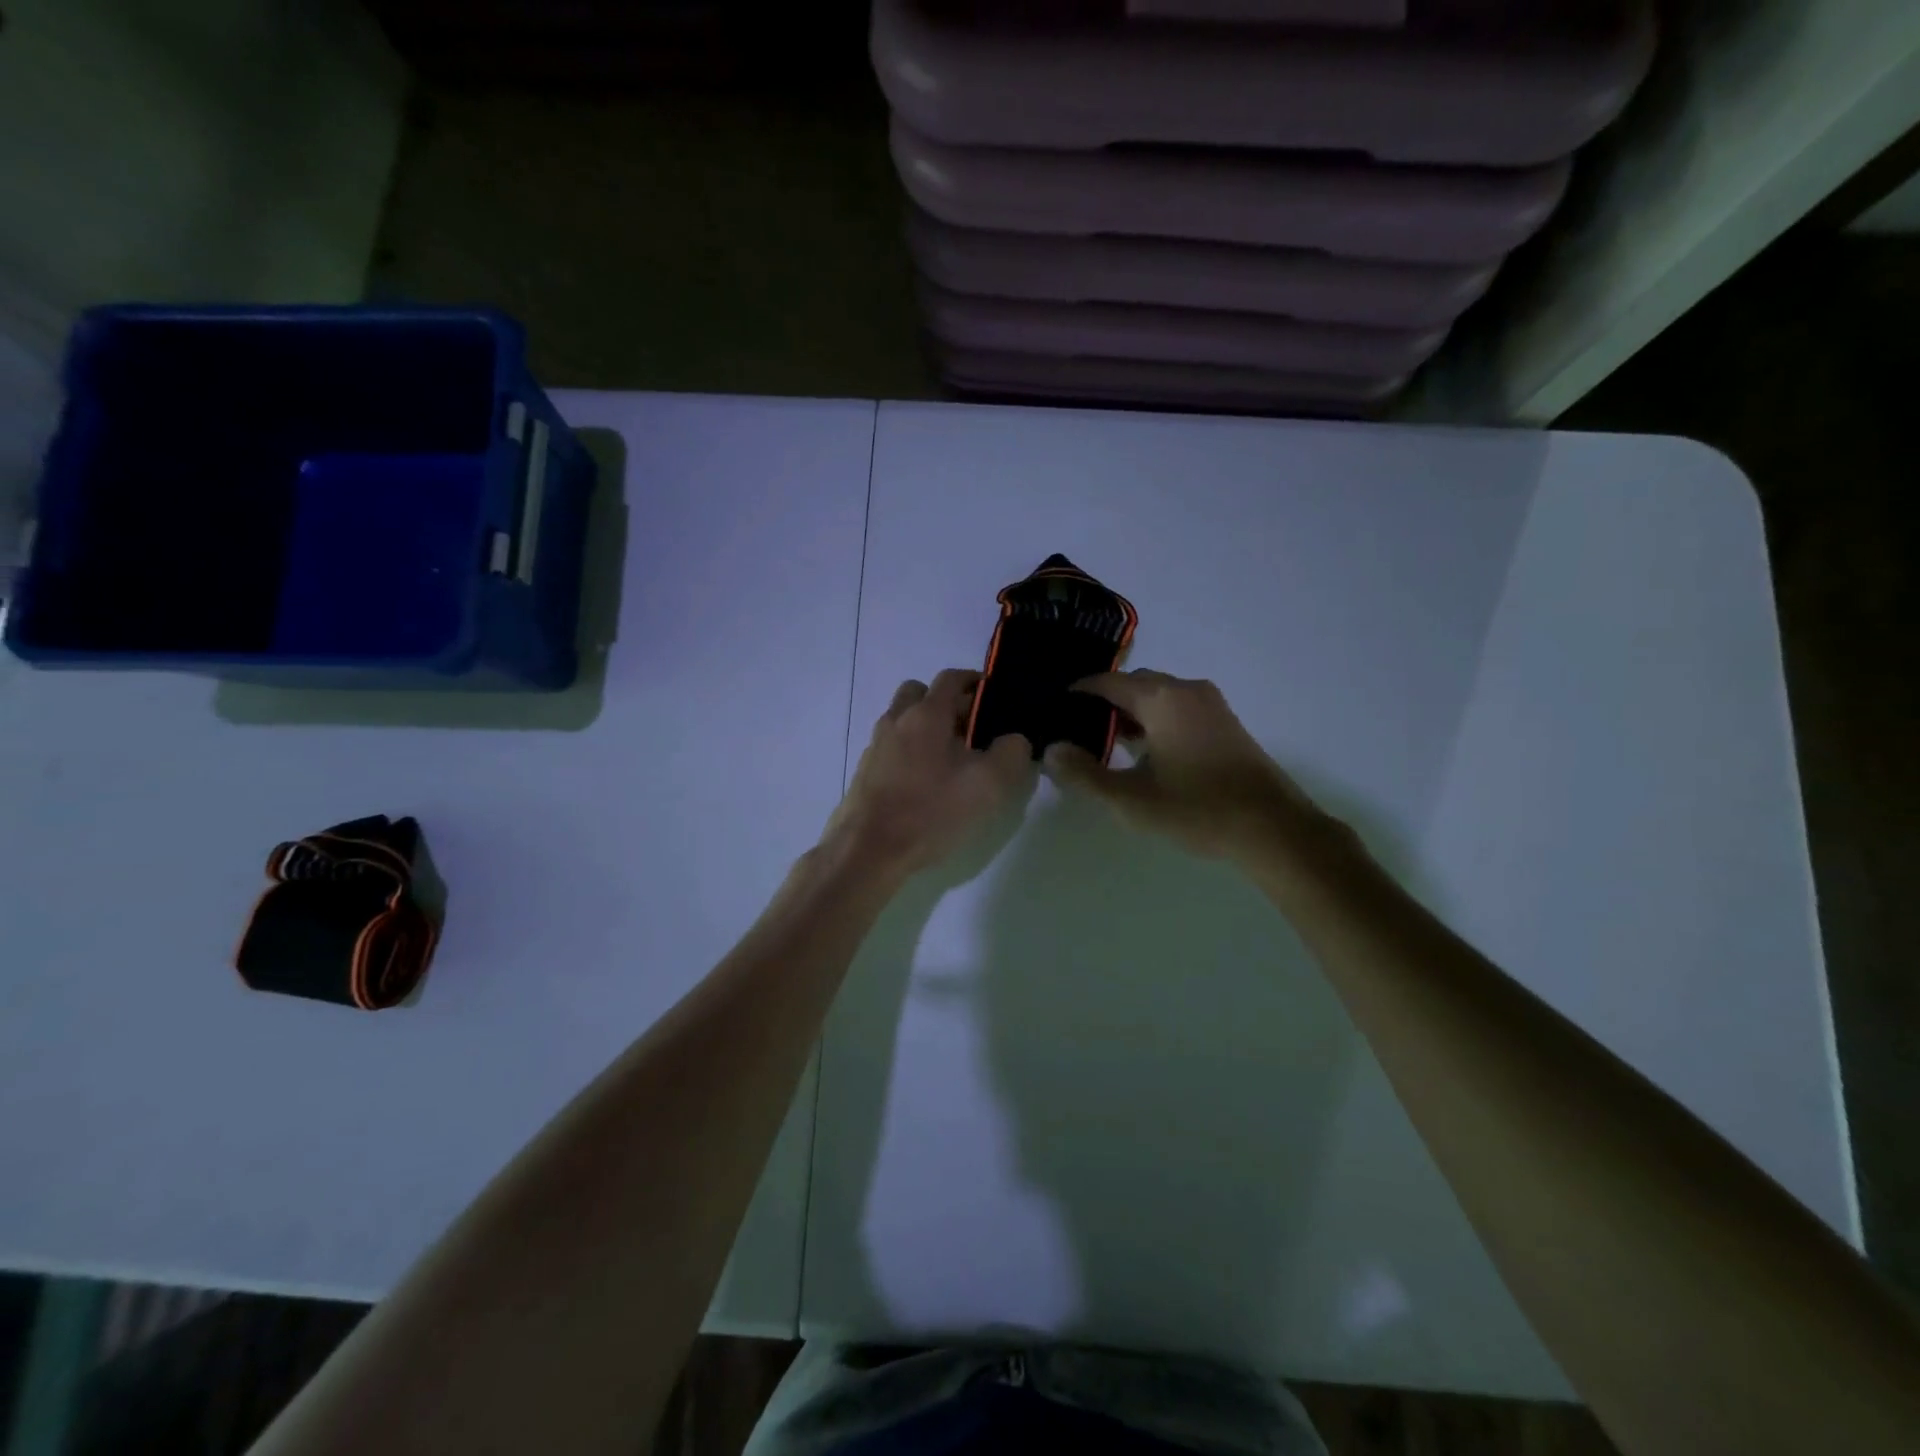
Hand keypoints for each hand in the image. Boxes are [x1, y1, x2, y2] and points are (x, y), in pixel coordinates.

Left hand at [825, 670, 1033, 877]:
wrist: (868, 850)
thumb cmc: (931, 811)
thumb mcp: (988, 784)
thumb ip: (1010, 753)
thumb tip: (1014, 739)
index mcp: (926, 714)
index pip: (951, 678)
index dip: (974, 681)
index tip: (992, 696)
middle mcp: (896, 720)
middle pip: (920, 693)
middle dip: (946, 703)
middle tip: (970, 729)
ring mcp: (876, 746)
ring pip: (903, 721)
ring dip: (926, 729)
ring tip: (950, 759)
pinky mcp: (866, 772)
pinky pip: (892, 747)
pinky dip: (910, 752)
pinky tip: (925, 783)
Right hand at [1043, 670, 1334, 861]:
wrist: (1272, 828)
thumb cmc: (1196, 809)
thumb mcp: (1131, 799)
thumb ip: (1084, 774)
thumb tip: (1050, 750)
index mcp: (1161, 699)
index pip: (1107, 682)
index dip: (1078, 692)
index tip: (1055, 708)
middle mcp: (1186, 690)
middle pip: (1134, 684)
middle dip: (1104, 702)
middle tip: (1077, 729)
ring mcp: (1211, 705)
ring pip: (1158, 696)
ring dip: (1131, 713)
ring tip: (1105, 743)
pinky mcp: (1225, 723)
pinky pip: (1178, 708)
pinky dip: (1155, 720)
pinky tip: (1144, 752)